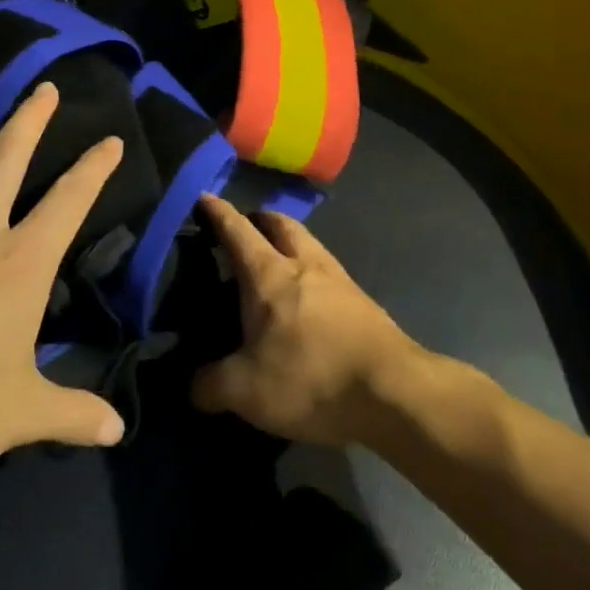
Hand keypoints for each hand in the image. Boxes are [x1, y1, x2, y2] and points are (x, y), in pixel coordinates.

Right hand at [190, 195, 423, 446]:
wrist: (395, 392)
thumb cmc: (311, 378)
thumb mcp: (245, 391)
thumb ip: (210, 385)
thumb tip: (194, 386)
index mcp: (269, 275)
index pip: (237, 230)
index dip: (218, 212)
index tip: (205, 196)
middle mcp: (305, 265)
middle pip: (282, 225)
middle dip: (261, 219)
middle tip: (246, 227)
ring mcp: (340, 281)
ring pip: (310, 245)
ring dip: (291, 243)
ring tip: (277, 263)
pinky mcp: (364, 304)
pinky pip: (330, 274)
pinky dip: (313, 274)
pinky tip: (310, 301)